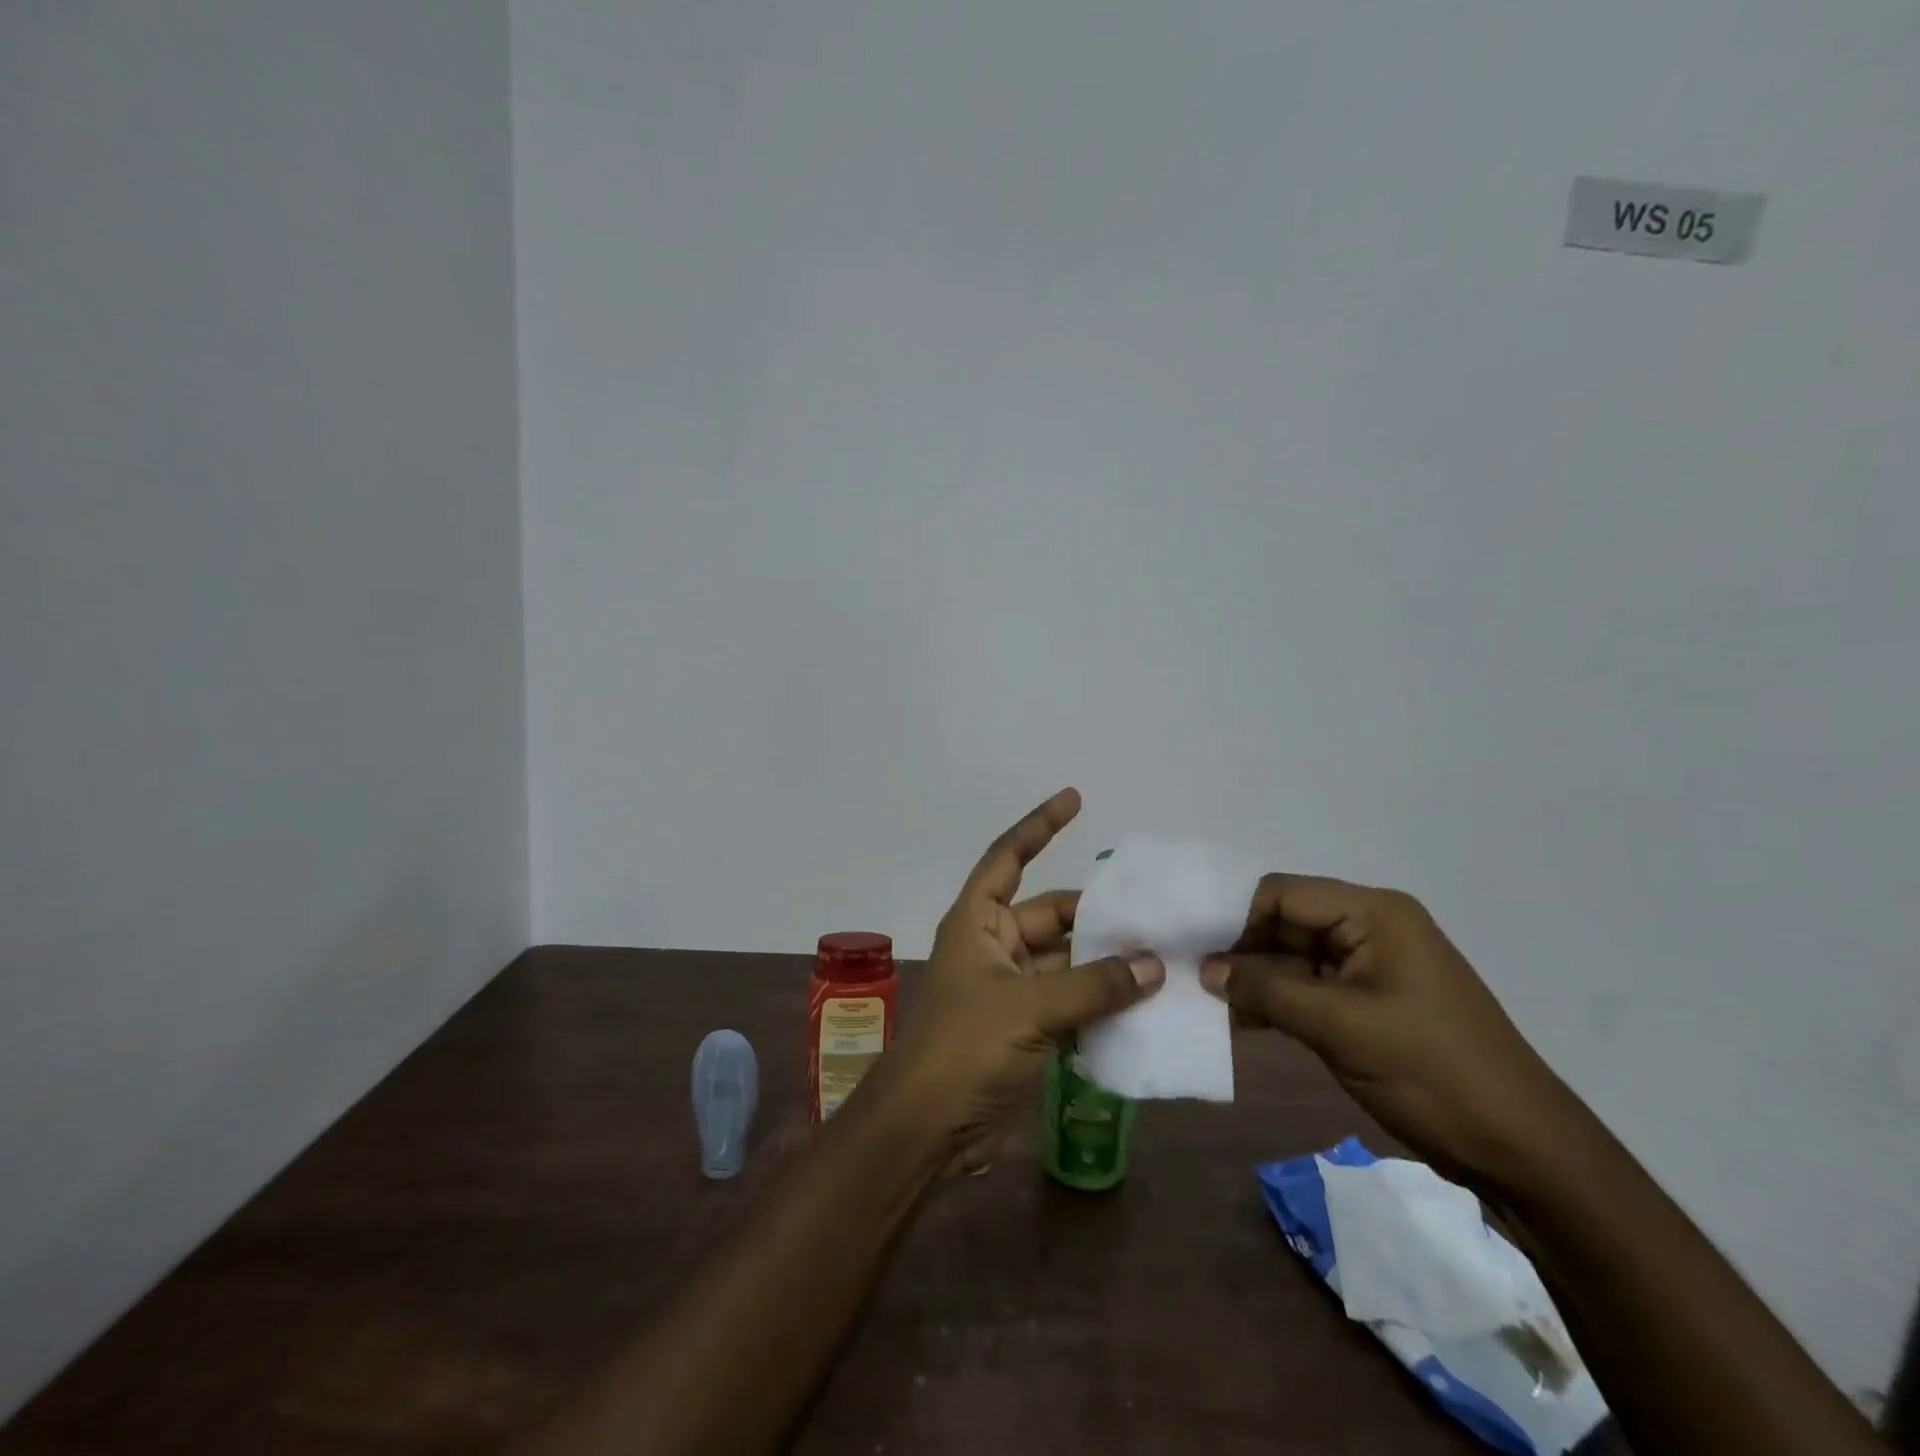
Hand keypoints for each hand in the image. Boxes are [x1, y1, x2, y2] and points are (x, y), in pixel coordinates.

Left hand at [880, 788, 1163, 1174]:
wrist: (926, 1129)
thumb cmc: (964, 1049)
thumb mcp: (1028, 1008)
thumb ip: (1093, 986)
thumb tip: (1153, 965)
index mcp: (977, 922)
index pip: (1008, 858)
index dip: (1039, 826)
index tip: (1075, 799)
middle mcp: (993, 946)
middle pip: (1052, 915)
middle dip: (1097, 915)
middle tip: (1154, 913)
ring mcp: (1010, 989)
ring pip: (1067, 962)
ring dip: (1106, 963)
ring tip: (1163, 956)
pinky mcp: (1025, 1029)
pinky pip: (1071, 1002)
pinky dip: (1101, 1003)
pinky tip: (1145, 1005)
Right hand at [1201, 876, 1572, 1188]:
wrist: (1521, 1149)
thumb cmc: (1433, 1072)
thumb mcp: (1342, 1028)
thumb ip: (1267, 992)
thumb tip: (1205, 970)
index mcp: (1372, 913)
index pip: (1281, 893)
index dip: (1232, 914)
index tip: (1189, 945)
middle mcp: (1369, 927)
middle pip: (1284, 920)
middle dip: (1238, 947)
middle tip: (1188, 974)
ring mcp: (1369, 965)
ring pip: (1292, 956)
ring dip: (1253, 977)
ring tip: (1204, 998)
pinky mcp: (1368, 1001)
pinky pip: (1308, 986)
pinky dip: (1275, 1000)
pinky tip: (1238, 1019)